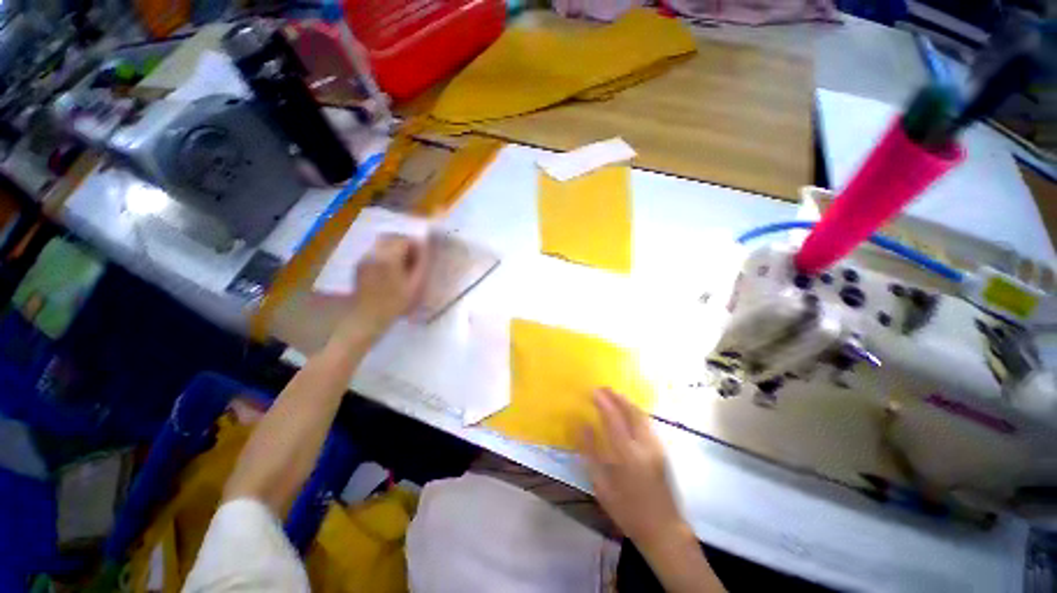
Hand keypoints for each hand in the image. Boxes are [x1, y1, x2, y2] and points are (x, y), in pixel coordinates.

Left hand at [339, 234, 427, 341]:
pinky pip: (375, 252)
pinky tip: (391, 269)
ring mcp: (365, 258)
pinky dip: (385, 254)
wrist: (367, 317)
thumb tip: (425, 250)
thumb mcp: (414, 285)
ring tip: (403, 264)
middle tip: (415, 258)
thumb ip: (420, 265)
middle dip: (405, 244)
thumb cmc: (395, 303)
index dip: (416, 245)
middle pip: (391, 238)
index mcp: (388, 257)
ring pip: (382, 243)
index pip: (404, 240)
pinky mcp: (360, 265)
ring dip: (395, 248)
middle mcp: (374, 253)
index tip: (423, 256)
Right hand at [579, 388, 687, 547]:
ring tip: (612, 395)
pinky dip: (635, 411)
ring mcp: (656, 446)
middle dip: (616, 396)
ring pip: (641, 415)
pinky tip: (627, 411)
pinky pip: (647, 422)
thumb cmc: (626, 510)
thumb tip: (581, 425)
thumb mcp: (601, 484)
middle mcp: (645, 445)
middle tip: (602, 388)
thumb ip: (590, 452)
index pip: (613, 418)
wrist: (663, 529)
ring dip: (626, 401)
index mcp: (627, 455)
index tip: (592, 390)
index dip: (603, 402)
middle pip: (631, 411)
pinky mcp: (662, 449)